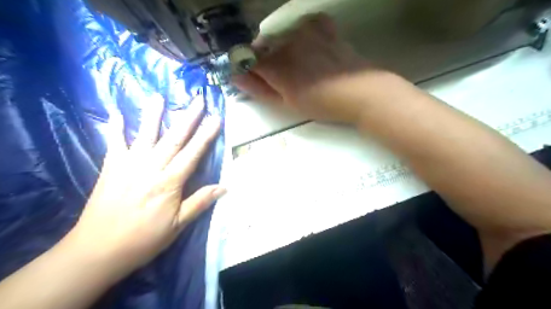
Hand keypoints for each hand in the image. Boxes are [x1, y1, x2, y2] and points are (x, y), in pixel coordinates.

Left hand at [60, 94, 222, 274]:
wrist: (97, 250)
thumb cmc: (143, 239)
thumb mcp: (177, 225)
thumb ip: (199, 203)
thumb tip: (224, 187)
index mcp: (169, 183)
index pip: (192, 154)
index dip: (206, 136)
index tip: (216, 119)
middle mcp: (150, 168)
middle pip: (173, 139)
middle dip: (188, 118)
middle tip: (198, 100)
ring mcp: (128, 166)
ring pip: (145, 135)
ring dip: (153, 115)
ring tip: (159, 96)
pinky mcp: (111, 168)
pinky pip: (113, 144)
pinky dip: (115, 128)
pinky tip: (116, 113)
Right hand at [231, 13, 379, 123]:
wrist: (359, 92)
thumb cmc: (321, 104)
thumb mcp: (287, 103)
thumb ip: (260, 89)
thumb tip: (236, 78)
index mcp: (276, 65)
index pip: (248, 60)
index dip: (249, 69)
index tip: (255, 78)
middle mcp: (286, 41)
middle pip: (264, 47)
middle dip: (267, 60)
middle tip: (283, 77)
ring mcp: (305, 30)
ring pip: (282, 36)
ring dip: (284, 48)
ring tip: (301, 66)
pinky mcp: (322, 26)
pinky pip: (305, 24)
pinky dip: (303, 34)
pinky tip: (311, 47)